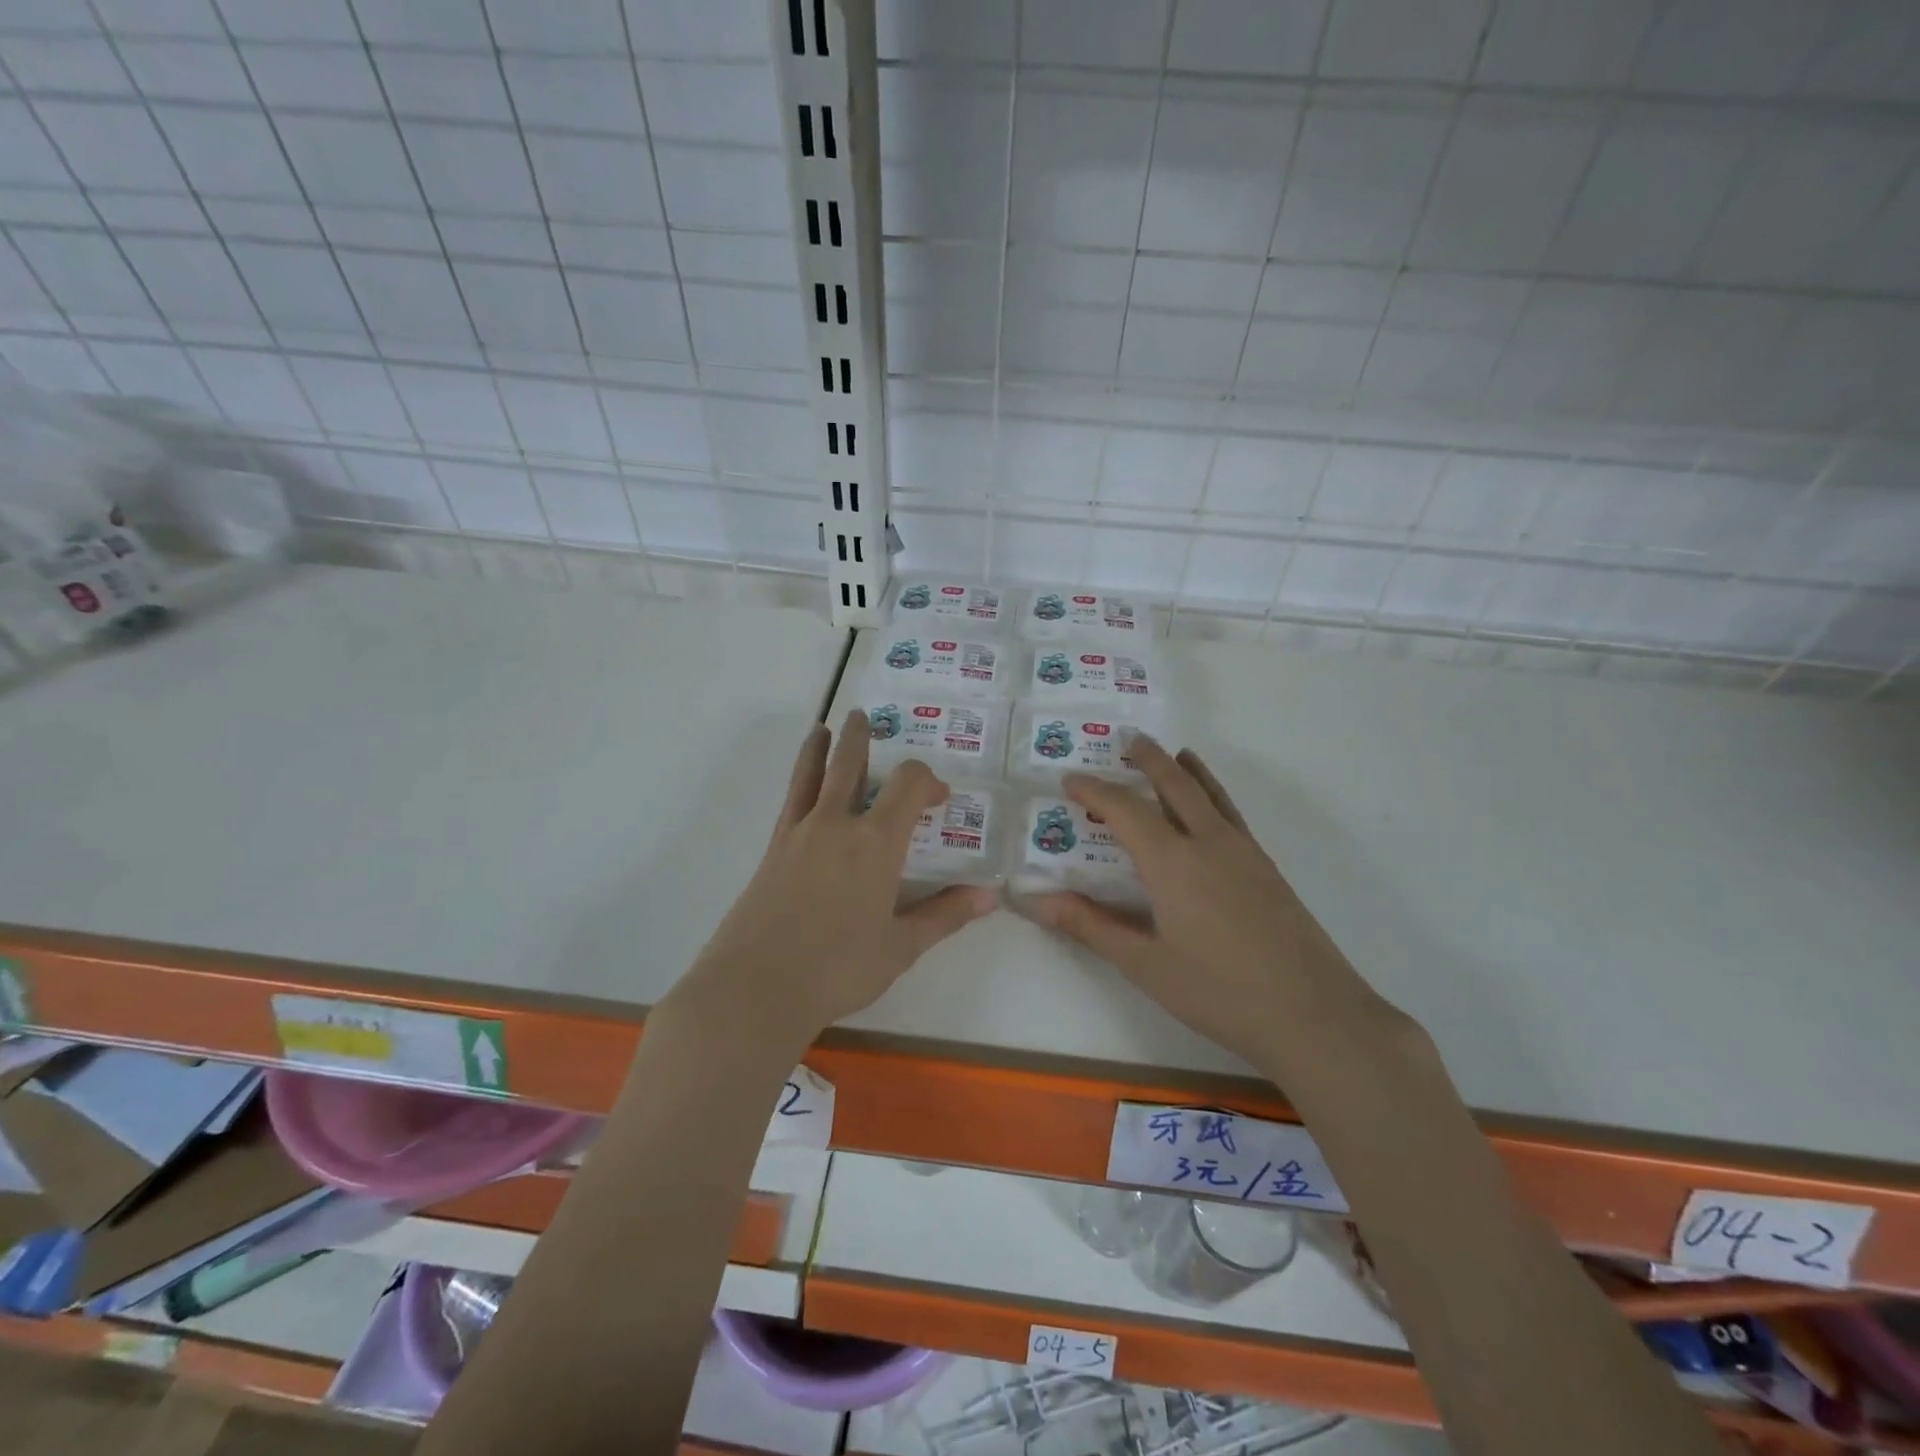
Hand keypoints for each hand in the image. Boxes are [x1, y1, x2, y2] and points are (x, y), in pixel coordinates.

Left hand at [672, 711, 995, 1042]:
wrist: (757, 986)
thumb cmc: (839, 967)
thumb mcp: (901, 946)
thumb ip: (945, 915)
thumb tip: (989, 896)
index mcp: (876, 842)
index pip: (908, 785)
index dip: (927, 781)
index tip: (939, 797)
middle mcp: (837, 824)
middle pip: (850, 764)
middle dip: (862, 738)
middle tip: (865, 717)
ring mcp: (799, 833)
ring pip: (812, 774)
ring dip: (822, 747)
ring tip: (824, 728)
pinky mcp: (773, 850)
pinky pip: (790, 800)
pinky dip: (799, 780)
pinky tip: (802, 786)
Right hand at [1021, 736, 1389, 1069]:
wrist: (1314, 1015)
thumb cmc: (1219, 992)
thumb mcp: (1144, 964)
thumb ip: (1090, 925)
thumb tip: (1035, 901)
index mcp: (1172, 861)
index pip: (1124, 809)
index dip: (1093, 790)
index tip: (1069, 780)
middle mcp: (1208, 842)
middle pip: (1175, 784)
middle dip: (1148, 759)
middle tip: (1128, 739)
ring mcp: (1244, 852)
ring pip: (1210, 794)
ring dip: (1187, 769)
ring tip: (1175, 753)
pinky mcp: (1267, 869)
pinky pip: (1232, 814)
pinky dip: (1214, 794)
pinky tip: (1212, 810)